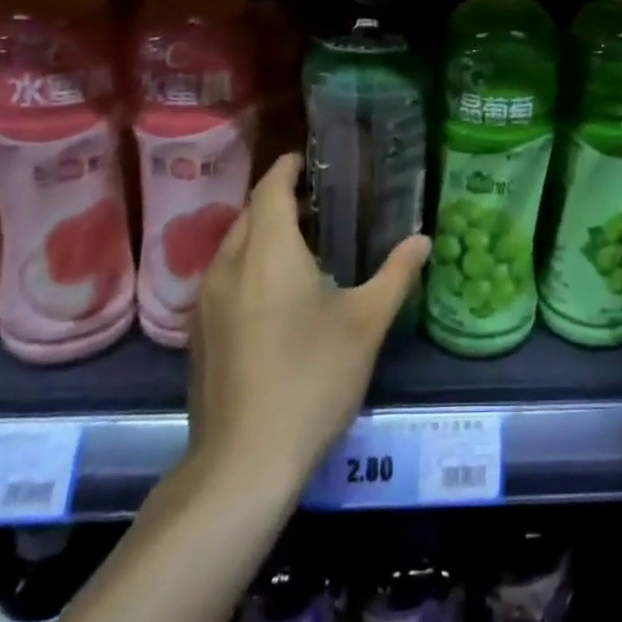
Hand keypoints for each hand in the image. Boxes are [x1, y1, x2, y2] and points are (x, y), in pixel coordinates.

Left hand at [186, 154, 429, 496]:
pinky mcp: (198, 334)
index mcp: (268, 251)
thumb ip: (395, 275)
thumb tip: (423, 239)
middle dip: (278, 199)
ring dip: (262, 233)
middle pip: (250, 214)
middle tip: (318, 201)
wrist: (243, 462)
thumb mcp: (365, 324)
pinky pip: (224, 277)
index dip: (288, 168)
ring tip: (301, 243)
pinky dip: (249, 265)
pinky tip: (275, 293)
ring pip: (233, 247)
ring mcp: (206, 302)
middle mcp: (229, 265)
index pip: (270, 188)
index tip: (309, 159)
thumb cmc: (311, 379)